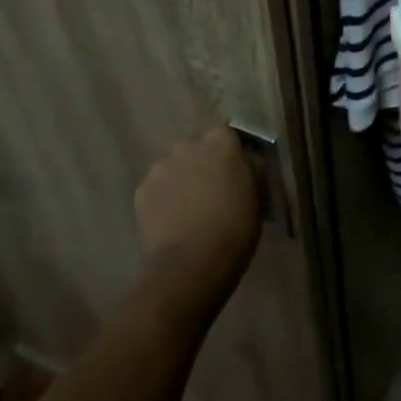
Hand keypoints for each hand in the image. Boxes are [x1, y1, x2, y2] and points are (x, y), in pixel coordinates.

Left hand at [133, 126, 262, 309]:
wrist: (191, 265)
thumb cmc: (235, 227)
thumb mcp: (259, 192)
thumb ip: (253, 166)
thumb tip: (248, 157)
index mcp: (220, 140)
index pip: (228, 135)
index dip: (232, 153)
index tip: (237, 172)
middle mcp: (187, 144)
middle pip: (197, 149)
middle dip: (203, 164)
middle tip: (212, 191)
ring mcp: (160, 167)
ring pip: (174, 168)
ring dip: (182, 180)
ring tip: (189, 209)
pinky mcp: (141, 192)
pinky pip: (156, 189)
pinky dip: (163, 200)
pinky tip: (172, 221)